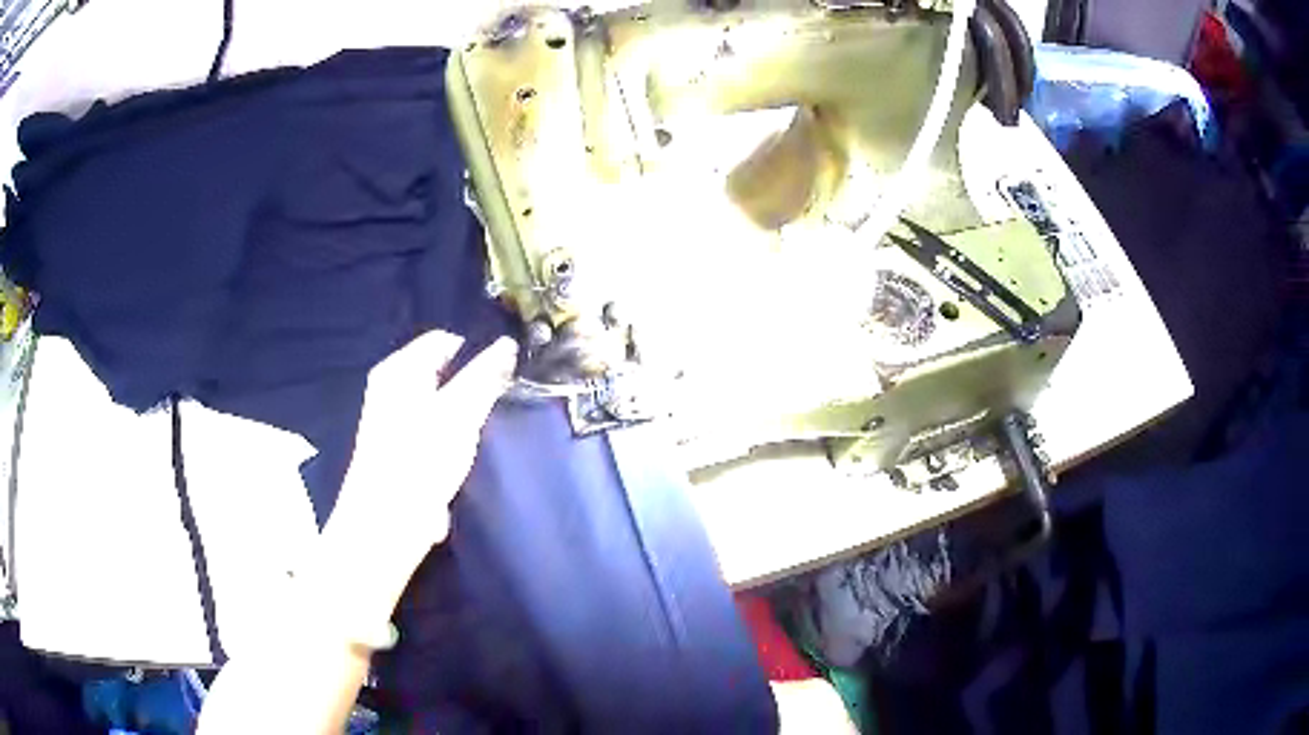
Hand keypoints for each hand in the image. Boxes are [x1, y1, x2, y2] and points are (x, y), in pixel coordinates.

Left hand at [324, 332, 516, 601]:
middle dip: (473, 384)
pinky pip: (434, 426)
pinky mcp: (400, 448)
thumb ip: (485, 376)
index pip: (446, 341)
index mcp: (398, 369)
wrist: (386, 525)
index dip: (478, 352)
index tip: (507, 375)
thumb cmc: (420, 461)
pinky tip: (467, 452)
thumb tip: (508, 344)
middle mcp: (391, 387)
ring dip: (465, 412)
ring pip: (441, 401)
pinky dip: (452, 433)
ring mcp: (393, 418)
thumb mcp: (458, 414)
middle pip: (443, 371)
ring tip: (487, 429)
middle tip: (502, 403)